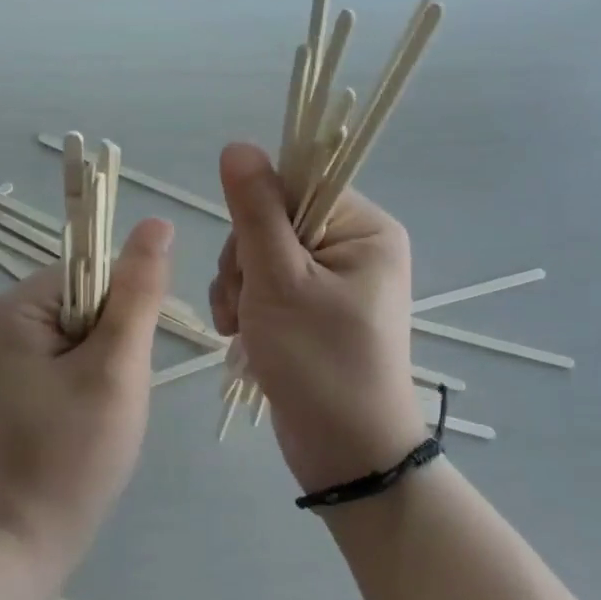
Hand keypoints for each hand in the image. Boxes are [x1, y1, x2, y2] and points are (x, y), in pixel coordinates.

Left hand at [0, 217, 173, 569]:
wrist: (26, 540)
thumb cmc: (73, 454)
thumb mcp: (116, 368)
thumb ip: (138, 293)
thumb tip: (157, 222)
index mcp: (13, 306)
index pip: (91, 272)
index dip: (123, 312)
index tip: (124, 363)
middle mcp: (0, 318)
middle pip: (87, 298)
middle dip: (114, 342)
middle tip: (111, 396)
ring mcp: (4, 350)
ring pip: (84, 329)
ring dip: (107, 363)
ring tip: (101, 411)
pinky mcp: (15, 377)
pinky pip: (69, 354)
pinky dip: (91, 379)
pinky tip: (88, 417)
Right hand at [208, 143, 418, 492]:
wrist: (346, 454)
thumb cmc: (320, 362)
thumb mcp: (280, 281)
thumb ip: (255, 211)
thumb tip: (237, 145)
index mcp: (364, 229)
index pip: (298, 184)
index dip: (258, 212)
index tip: (249, 254)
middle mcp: (352, 247)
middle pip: (271, 220)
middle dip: (243, 260)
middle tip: (245, 302)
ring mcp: (330, 280)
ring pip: (258, 253)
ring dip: (237, 286)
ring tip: (241, 326)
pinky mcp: (310, 308)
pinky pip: (263, 284)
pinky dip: (244, 305)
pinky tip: (240, 334)